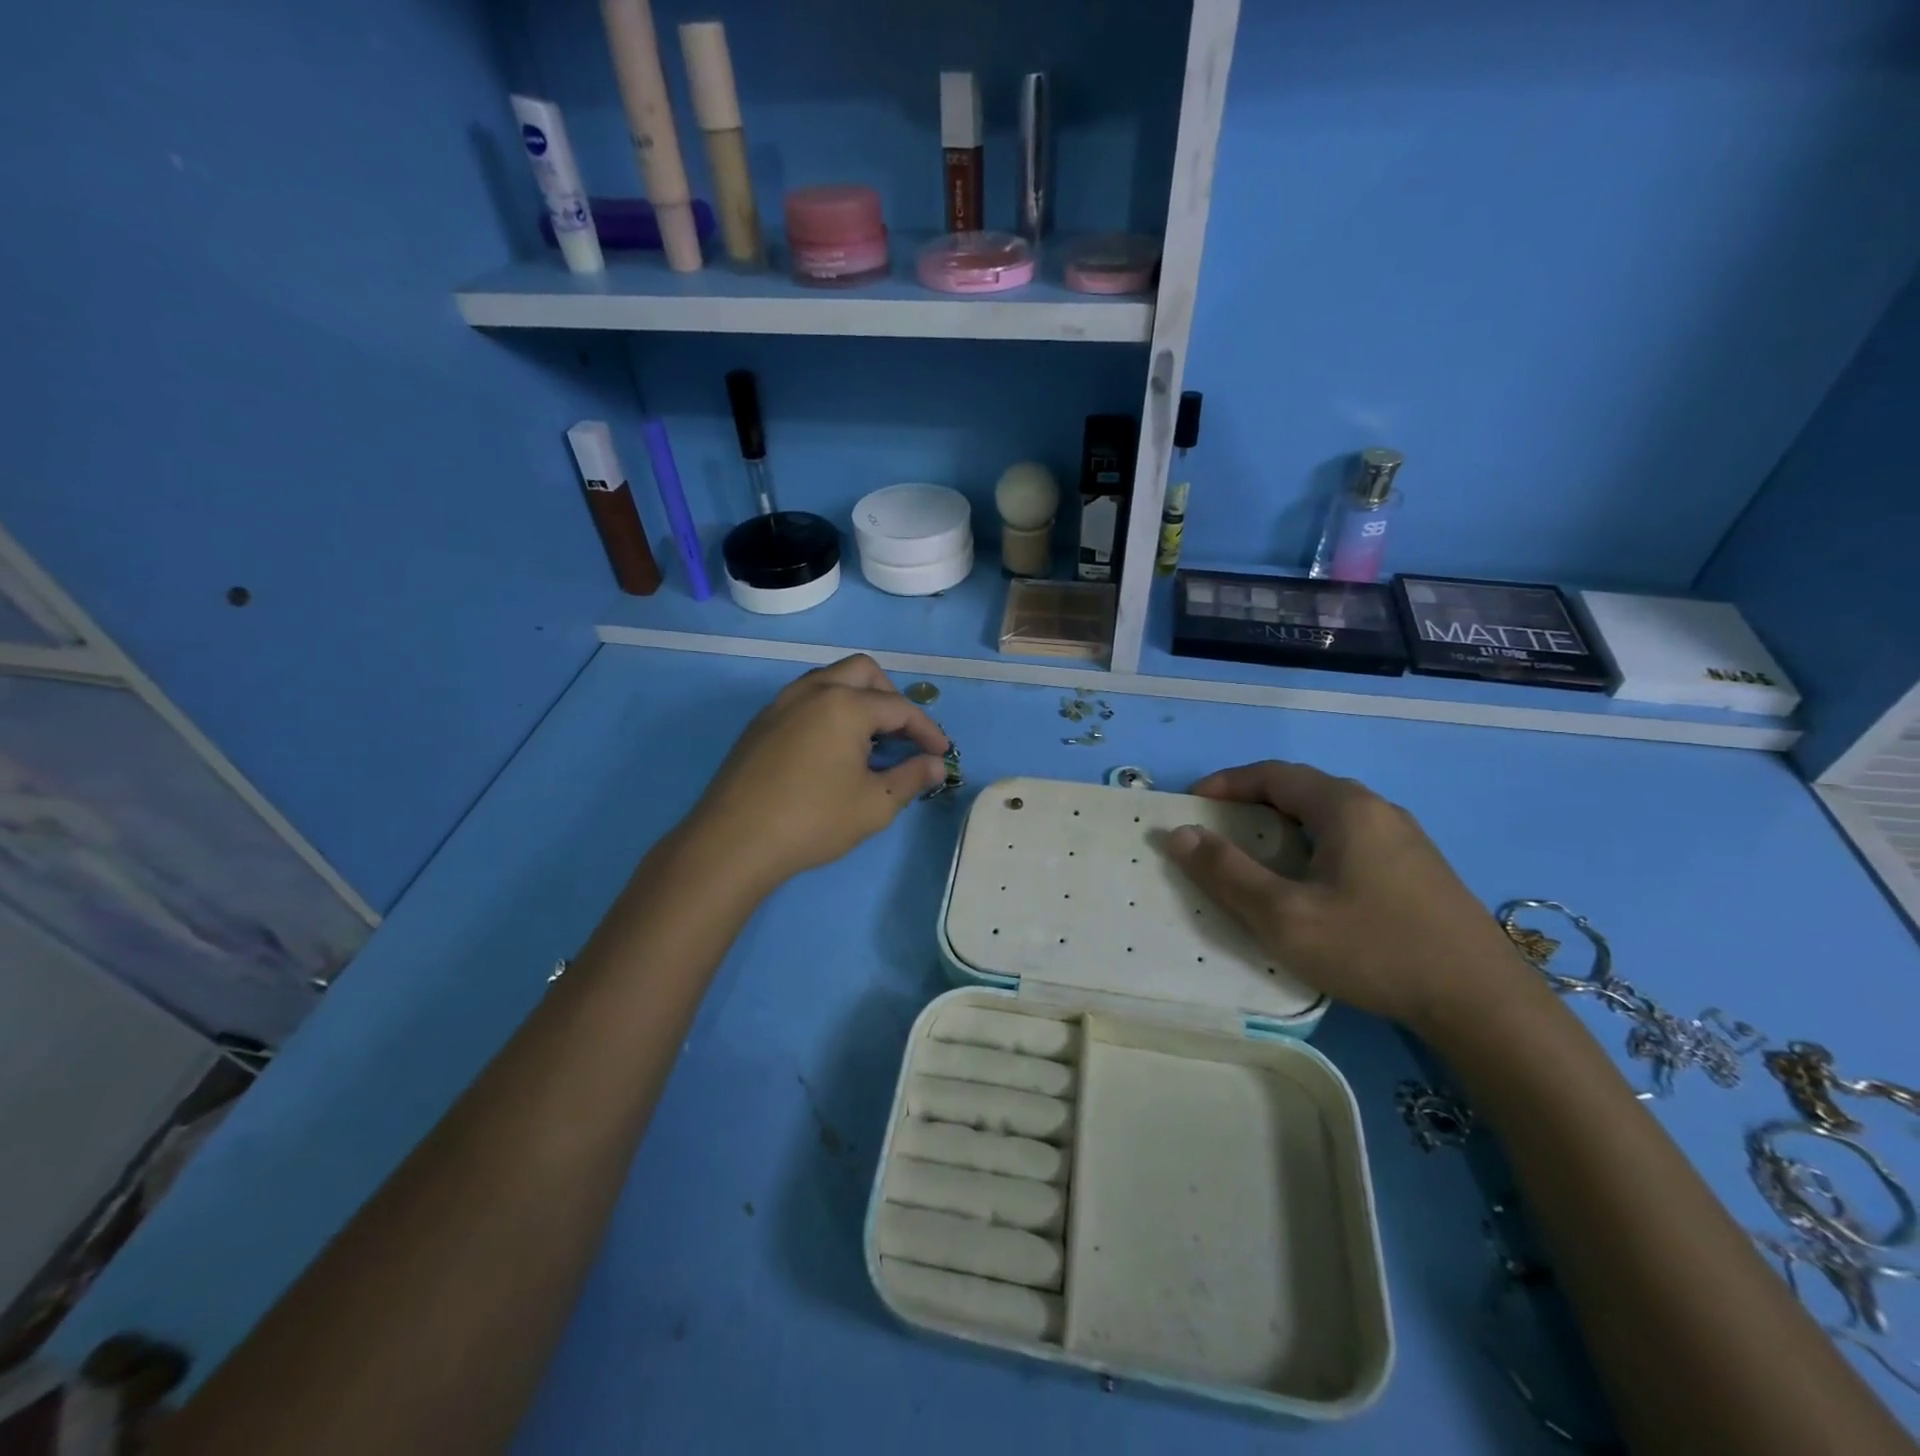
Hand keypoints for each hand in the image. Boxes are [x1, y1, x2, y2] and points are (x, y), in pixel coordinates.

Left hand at [686, 655, 950, 892]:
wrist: (733, 841)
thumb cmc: (813, 821)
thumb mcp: (875, 805)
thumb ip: (911, 777)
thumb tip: (935, 765)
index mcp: (845, 705)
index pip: (899, 708)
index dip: (927, 730)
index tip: (942, 753)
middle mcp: (812, 690)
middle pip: (863, 671)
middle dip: (891, 697)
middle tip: (903, 734)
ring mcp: (781, 703)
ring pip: (829, 679)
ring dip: (857, 698)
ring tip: (868, 740)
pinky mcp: (760, 723)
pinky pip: (804, 699)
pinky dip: (828, 710)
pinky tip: (830, 749)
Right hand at [1162, 761, 1536, 1032]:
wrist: (1484, 1004)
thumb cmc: (1374, 949)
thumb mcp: (1284, 916)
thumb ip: (1226, 872)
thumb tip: (1179, 834)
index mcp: (1345, 807)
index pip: (1273, 774)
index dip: (1227, 783)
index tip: (1192, 804)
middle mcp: (1377, 810)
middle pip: (1302, 790)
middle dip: (1252, 804)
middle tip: (1217, 831)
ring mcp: (1405, 840)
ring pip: (1328, 817)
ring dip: (1284, 827)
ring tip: (1256, 858)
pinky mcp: (1419, 870)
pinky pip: (1351, 840)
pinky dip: (1313, 847)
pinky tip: (1311, 886)